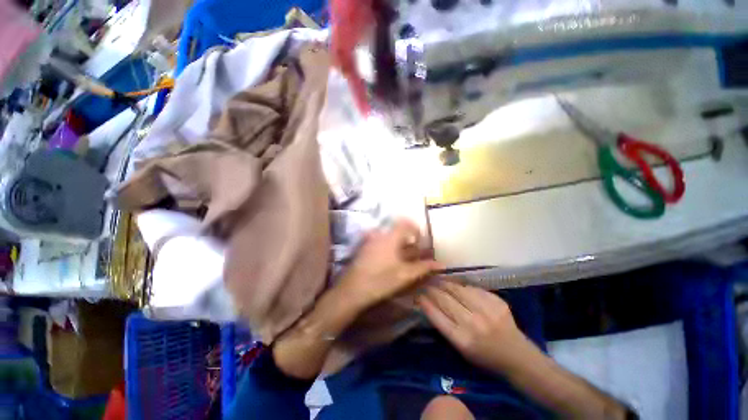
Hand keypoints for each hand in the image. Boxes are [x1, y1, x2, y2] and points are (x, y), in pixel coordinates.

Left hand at [338, 219, 442, 310]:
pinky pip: (381, 243)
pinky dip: (390, 249)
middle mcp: (380, 235)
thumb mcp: (405, 275)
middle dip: (409, 241)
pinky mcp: (365, 249)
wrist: (353, 290)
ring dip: (400, 246)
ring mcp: (370, 241)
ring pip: (390, 238)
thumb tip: (440, 264)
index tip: (421, 241)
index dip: (416, 230)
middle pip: (398, 232)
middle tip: (416, 254)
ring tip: (406, 260)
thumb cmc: (381, 280)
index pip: (405, 223)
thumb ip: (423, 267)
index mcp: (390, 237)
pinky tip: (392, 263)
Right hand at [417, 281, 534, 373]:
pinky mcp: (496, 301)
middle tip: (425, 283)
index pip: (436, 316)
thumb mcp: (461, 348)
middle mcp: (473, 323)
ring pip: (458, 289)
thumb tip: (428, 304)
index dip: (425, 303)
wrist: (517, 355)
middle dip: (432, 289)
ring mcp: (486, 310)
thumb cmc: (484, 356)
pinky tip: (456, 284)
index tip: (417, 294)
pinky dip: (461, 285)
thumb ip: (444, 326)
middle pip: (445, 300)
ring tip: (437, 279)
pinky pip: (472, 288)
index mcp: (462, 339)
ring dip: (445, 283)